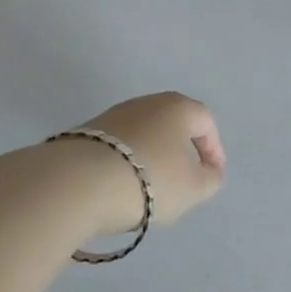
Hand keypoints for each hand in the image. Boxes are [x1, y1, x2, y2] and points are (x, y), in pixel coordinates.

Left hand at [65, 91, 226, 235]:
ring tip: (148, 189)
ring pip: (143, 135)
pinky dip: (125, 164)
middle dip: (181, 150)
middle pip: (172, 124)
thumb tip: (209, 171)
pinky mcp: (86, 133)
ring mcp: (113, 115)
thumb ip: (210, 179)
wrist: (77, 183)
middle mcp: (147, 102)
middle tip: (183, 179)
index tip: (212, 175)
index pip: (205, 122)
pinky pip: (117, 147)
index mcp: (178, 107)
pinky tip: (119, 187)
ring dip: (151, 157)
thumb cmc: (149, 179)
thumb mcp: (192, 188)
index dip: (214, 149)